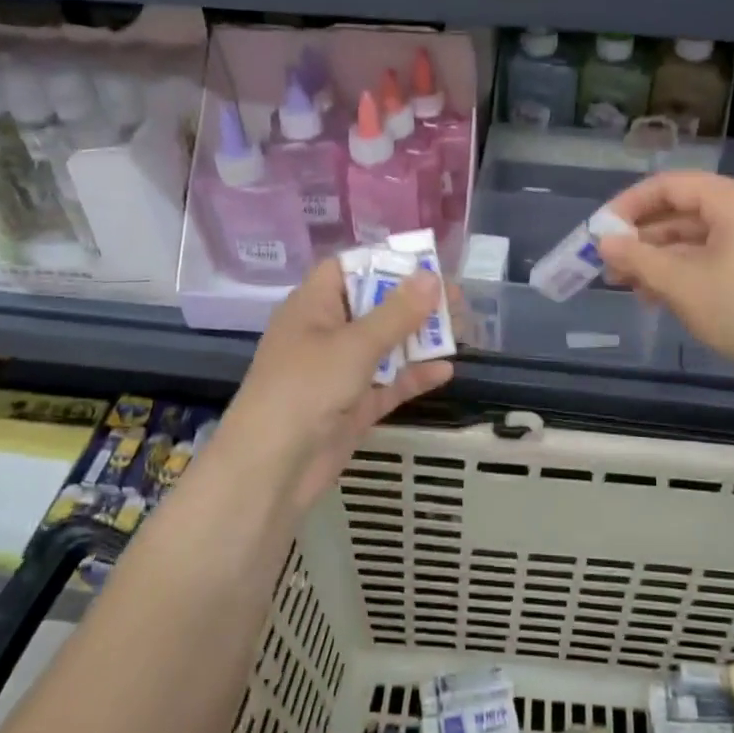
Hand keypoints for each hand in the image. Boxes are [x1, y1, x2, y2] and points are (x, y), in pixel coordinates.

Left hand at [215, 258, 452, 511]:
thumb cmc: (306, 389)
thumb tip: (430, 277)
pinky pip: (388, 384)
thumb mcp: (354, 345)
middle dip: (413, 302)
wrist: (272, 469)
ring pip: (385, 346)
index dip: (383, 263)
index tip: (424, 265)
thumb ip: (396, 313)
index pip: (347, 269)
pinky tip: (446, 370)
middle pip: (373, 307)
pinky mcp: (352, 407)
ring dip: (419, 339)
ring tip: (461, 329)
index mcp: (313, 307)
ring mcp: (339, 372)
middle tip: (456, 299)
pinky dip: (413, 376)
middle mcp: (325, 334)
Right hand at [598, 171, 733, 385]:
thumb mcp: (680, 283)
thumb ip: (637, 258)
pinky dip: (685, 270)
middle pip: (683, 211)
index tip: (600, 230)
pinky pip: (715, 255)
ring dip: (659, 258)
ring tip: (628, 285)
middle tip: (609, 263)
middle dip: (642, 238)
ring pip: (697, 237)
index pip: (671, 186)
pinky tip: (657, 295)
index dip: (629, 205)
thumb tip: (604, 242)